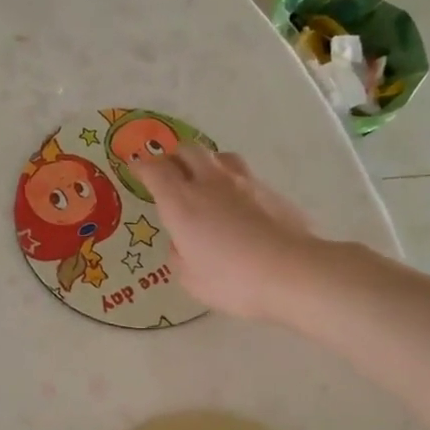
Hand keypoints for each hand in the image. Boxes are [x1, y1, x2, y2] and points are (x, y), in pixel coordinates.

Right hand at [136, 144, 320, 321]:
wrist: (293, 273)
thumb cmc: (232, 279)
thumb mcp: (191, 279)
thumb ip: (179, 255)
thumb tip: (182, 244)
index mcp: (181, 202)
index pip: (155, 170)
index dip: (142, 166)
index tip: (136, 167)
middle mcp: (210, 183)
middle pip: (188, 150)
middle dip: (174, 157)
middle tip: (169, 171)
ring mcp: (245, 183)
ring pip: (220, 156)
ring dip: (207, 163)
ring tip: (205, 181)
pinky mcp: (272, 192)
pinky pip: (246, 177)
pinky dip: (234, 184)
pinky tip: (239, 205)